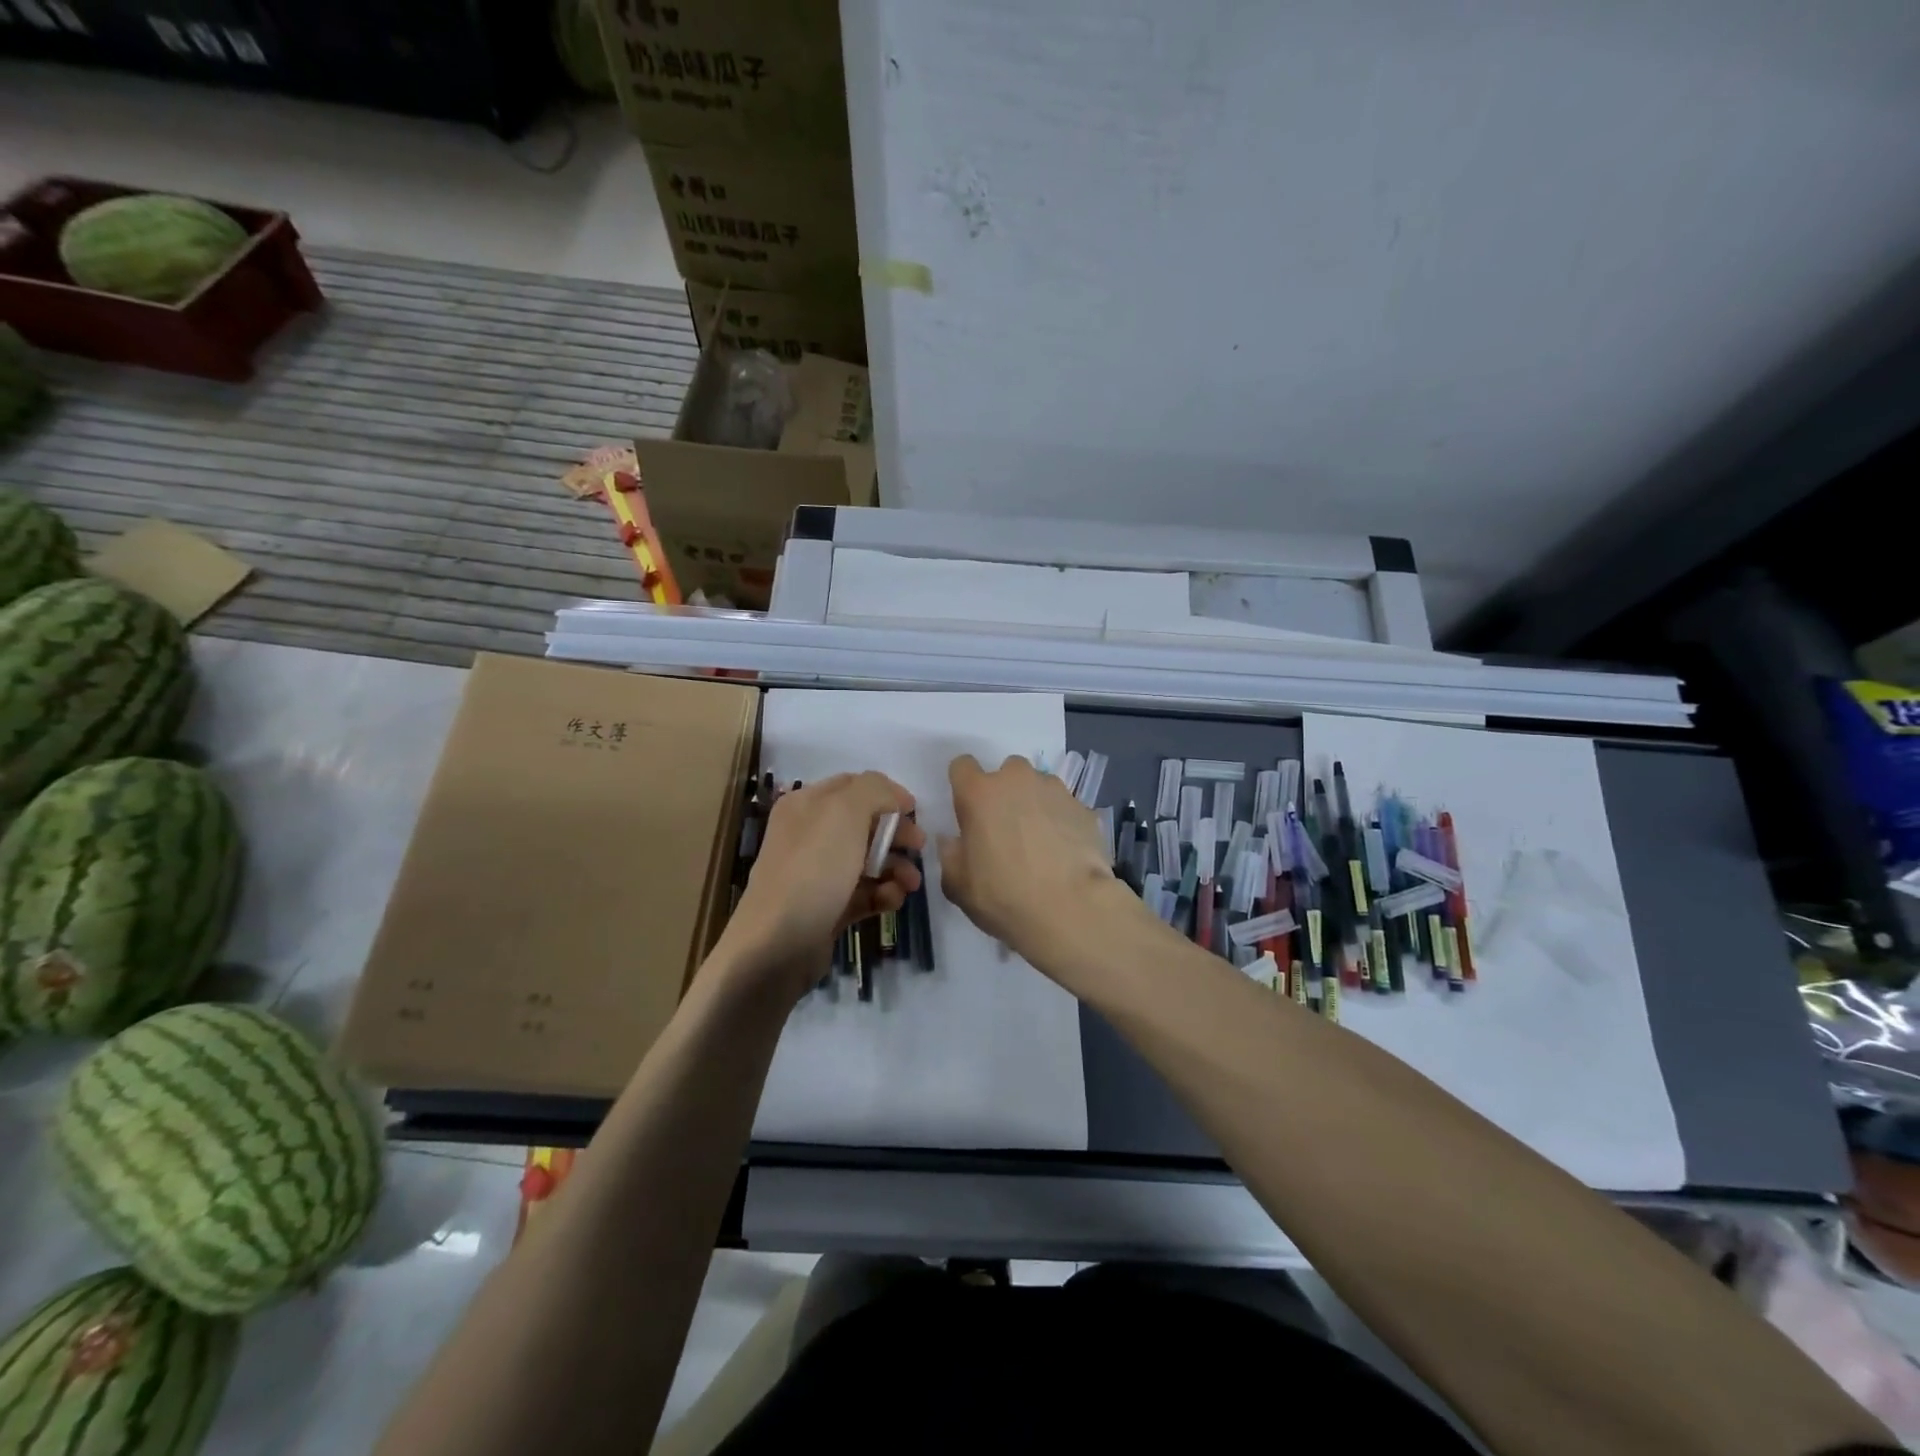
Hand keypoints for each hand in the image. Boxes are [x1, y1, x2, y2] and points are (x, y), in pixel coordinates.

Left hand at [718, 771, 923, 998]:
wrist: (777, 945)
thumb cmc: (812, 869)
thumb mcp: (844, 813)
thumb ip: (874, 790)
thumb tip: (893, 797)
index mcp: (807, 804)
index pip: (854, 785)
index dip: (887, 794)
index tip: (915, 811)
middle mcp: (810, 834)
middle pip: (865, 824)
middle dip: (896, 834)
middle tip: (919, 847)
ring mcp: (818, 873)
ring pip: (868, 861)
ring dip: (896, 868)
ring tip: (911, 884)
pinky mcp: (827, 907)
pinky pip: (863, 893)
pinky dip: (883, 894)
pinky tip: (894, 901)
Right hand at [938, 755, 1120, 961]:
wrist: (1071, 909)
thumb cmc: (1004, 896)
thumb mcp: (958, 885)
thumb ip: (950, 855)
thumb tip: (953, 841)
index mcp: (980, 793)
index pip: (962, 766)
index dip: (963, 786)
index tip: (969, 812)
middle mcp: (1017, 780)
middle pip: (1006, 772)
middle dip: (1004, 793)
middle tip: (1006, 830)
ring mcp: (1055, 790)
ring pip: (1039, 786)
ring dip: (1034, 804)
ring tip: (1040, 843)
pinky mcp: (1083, 808)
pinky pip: (1064, 807)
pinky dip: (1061, 821)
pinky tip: (1064, 852)